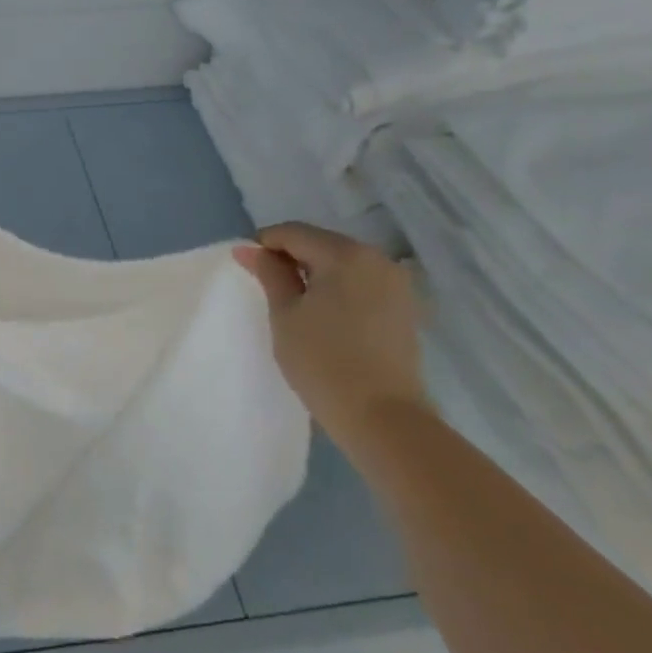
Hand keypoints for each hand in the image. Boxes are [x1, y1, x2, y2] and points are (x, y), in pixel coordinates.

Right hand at [234, 222, 426, 448]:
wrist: (384, 419)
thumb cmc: (323, 362)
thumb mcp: (285, 314)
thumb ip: (270, 274)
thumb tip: (249, 248)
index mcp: (346, 254)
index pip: (294, 233)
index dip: (265, 244)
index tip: (246, 266)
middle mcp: (377, 258)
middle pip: (322, 243)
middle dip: (291, 257)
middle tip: (266, 285)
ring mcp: (396, 283)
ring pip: (343, 263)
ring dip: (315, 273)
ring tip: (294, 301)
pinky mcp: (405, 308)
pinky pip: (362, 283)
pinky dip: (338, 288)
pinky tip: (324, 314)